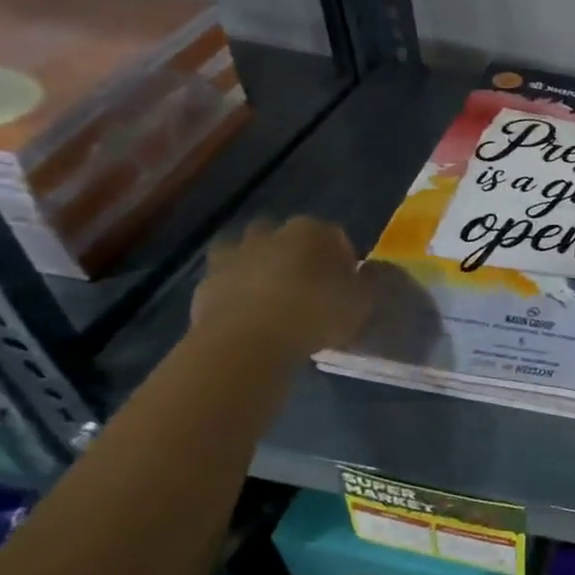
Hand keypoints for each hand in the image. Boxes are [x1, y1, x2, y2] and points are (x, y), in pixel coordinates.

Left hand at [191, 216, 371, 355]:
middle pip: (285, 236)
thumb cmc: (314, 314)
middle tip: (307, 285)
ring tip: (273, 297)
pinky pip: (225, 282)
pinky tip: (249, 316)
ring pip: (248, 252)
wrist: (247, 342)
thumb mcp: (361, 302)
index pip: (333, 235)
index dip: (342, 258)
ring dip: (259, 267)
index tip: (346, 284)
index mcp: (310, 231)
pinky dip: (235, 293)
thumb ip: (369, 283)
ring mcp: (232, 257)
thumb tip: (370, 272)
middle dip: (295, 254)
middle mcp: (269, 234)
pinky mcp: (205, 284)